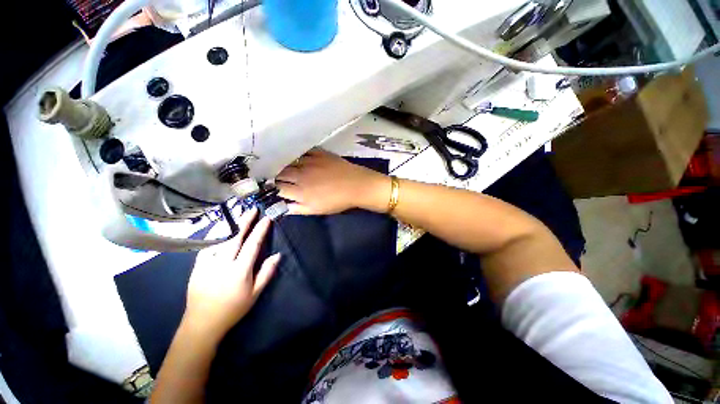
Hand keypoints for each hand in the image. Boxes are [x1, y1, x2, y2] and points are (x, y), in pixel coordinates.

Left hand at [183, 208, 279, 341]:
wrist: (202, 323)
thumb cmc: (233, 308)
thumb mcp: (255, 293)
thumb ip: (267, 272)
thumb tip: (278, 255)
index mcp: (239, 271)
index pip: (252, 244)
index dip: (260, 230)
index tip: (266, 219)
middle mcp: (223, 264)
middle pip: (235, 237)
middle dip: (245, 221)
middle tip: (252, 209)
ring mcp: (207, 264)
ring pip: (219, 238)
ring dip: (229, 224)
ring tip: (237, 214)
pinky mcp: (196, 266)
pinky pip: (206, 245)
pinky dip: (214, 234)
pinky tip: (219, 228)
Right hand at [276, 149, 389, 214]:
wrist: (357, 186)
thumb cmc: (337, 201)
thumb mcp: (317, 210)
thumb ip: (298, 209)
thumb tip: (282, 207)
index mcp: (300, 191)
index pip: (278, 188)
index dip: (272, 188)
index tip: (270, 187)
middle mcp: (300, 175)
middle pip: (280, 173)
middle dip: (275, 175)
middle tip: (274, 175)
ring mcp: (309, 162)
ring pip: (289, 161)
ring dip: (283, 164)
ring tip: (280, 164)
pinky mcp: (318, 153)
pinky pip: (302, 151)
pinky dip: (296, 153)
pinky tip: (295, 154)